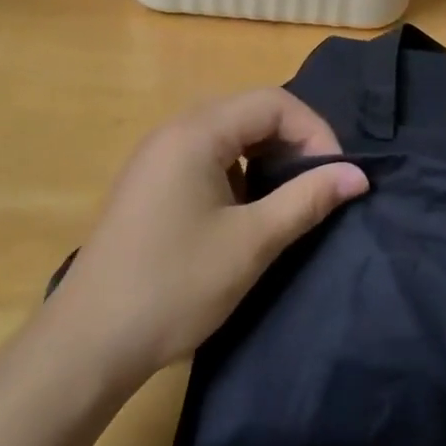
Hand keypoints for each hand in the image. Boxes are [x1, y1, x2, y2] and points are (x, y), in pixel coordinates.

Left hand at [42, 88, 367, 392]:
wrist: (87, 344)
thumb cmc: (174, 286)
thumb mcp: (251, 243)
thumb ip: (307, 200)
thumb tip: (358, 175)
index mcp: (196, 132)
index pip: (273, 102)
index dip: (314, 131)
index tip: (335, 176)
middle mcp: (174, 129)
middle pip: (250, 111)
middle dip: (293, 140)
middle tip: (318, 184)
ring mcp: (157, 155)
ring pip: (229, 132)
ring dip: (266, 154)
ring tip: (289, 195)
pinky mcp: (150, 181)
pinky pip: (207, 154)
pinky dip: (238, 169)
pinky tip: (246, 208)